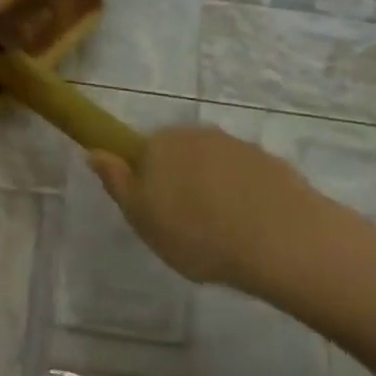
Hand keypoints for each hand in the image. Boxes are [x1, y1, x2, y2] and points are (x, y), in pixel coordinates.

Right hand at [88, 126, 361, 292]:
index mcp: (160, 144)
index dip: (145, 180)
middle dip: (179, 182)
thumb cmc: (196, 234)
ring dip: (213, 189)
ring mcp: (239, 146)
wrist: (280, 241)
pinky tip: (248, 227)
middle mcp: (199, 135)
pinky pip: (245, 178)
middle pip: (179, 155)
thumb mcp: (141, 218)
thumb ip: (117, 182)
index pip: (142, 151)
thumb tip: (95, 152)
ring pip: (214, 166)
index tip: (154, 211)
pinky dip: (242, 196)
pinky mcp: (272, 163)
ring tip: (220, 232)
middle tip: (183, 227)